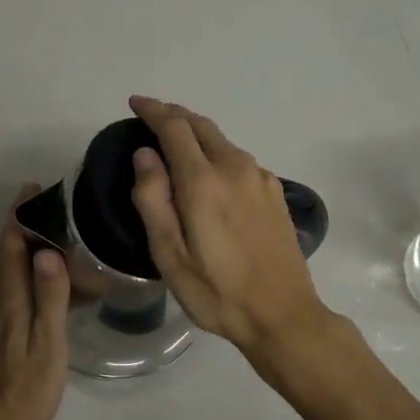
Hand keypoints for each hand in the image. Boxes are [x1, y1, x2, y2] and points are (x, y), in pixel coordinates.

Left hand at [0, 186, 71, 419]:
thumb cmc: (26, 388)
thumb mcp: (47, 343)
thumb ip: (49, 297)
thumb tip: (48, 251)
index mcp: (10, 298)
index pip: (11, 245)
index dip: (20, 215)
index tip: (33, 189)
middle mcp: (0, 299)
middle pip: (8, 251)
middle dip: (25, 223)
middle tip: (54, 204)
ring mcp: (0, 315)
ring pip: (12, 268)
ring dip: (29, 245)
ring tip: (60, 232)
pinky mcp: (5, 328)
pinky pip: (19, 286)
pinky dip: (34, 271)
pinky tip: (56, 279)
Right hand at [128, 96, 332, 374]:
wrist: (284, 316)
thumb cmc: (217, 291)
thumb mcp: (169, 255)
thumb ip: (153, 199)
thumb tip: (145, 155)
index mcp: (204, 181)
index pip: (175, 127)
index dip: (153, 110)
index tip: (135, 103)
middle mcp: (235, 168)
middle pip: (201, 125)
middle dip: (174, 115)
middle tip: (150, 116)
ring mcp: (260, 179)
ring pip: (222, 141)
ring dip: (196, 133)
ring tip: (174, 143)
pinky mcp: (275, 193)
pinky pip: (238, 159)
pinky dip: (216, 152)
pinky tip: (209, 171)